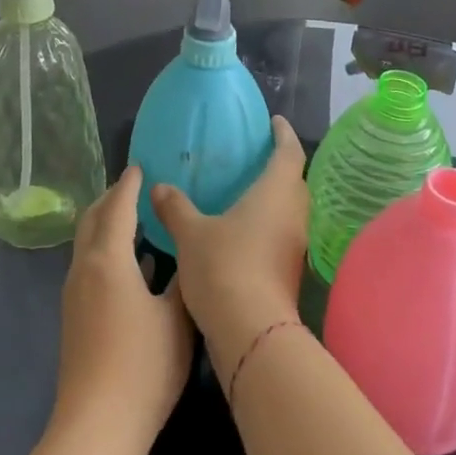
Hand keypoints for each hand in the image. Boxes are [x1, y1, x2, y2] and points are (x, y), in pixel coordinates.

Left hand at [54, 166, 193, 453]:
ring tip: (137, 219)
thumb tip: (186, 253)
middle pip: (93, 219)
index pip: (118, 207)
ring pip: (88, 243)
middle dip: (112, 198)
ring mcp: (75, 293)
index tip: (142, 167)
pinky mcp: (75, 315)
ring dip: (108, 224)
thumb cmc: (144, 365)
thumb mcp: (177, 317)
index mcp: (108, 259)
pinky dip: (107, 249)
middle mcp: (84, 268)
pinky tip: (133, 265)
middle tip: (136, 187)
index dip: (130, 185)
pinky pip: (89, 265)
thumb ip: (181, 279)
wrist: (97, 424)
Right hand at [151, 116, 309, 376]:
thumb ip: (176, 207)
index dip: (284, 134)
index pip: (290, 152)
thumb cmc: (225, 267)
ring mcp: (294, 246)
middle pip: (294, 181)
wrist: (251, 332)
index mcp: (276, 193)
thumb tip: (160, 187)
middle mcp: (293, 214)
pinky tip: (241, 232)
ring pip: (289, 210)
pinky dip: (267, 225)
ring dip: (274, 198)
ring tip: (245, 192)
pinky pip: (281, 234)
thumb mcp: (192, 233)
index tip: (274, 122)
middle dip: (279, 166)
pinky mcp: (289, 271)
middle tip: (254, 157)